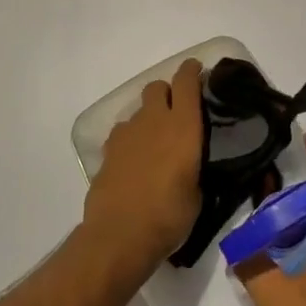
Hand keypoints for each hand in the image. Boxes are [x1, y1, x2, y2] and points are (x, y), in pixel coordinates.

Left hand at [83, 59, 204, 282]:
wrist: (120, 236)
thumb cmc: (170, 215)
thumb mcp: (198, 192)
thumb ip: (195, 166)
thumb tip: (191, 163)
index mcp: (183, 126)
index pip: (186, 82)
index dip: (192, 71)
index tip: (198, 70)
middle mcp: (153, 121)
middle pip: (157, 87)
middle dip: (167, 93)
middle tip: (177, 111)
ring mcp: (126, 135)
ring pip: (138, 111)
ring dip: (148, 118)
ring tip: (155, 142)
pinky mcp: (107, 152)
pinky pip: (122, 133)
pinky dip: (131, 139)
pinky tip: (135, 160)